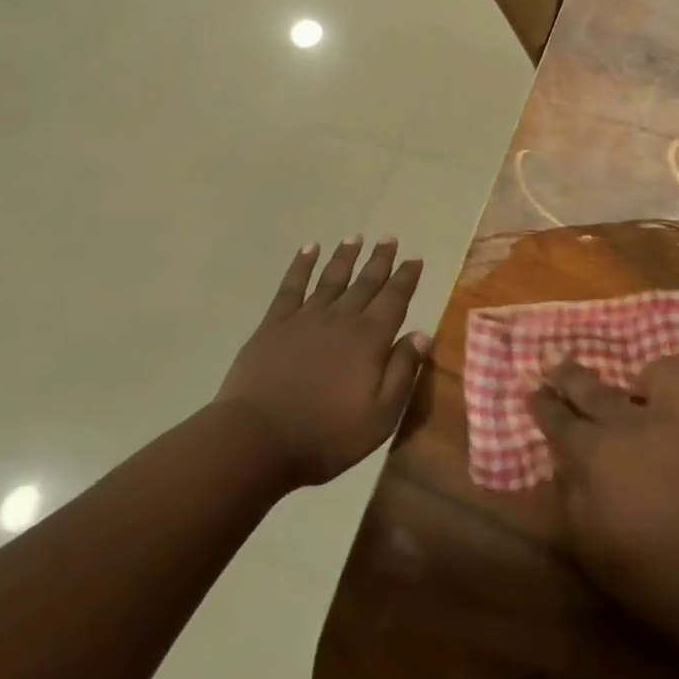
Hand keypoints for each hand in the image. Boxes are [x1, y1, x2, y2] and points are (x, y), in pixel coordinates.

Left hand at [214, 239, 428, 487]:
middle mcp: (341, 319)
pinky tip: (308, 249)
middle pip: (365, 283)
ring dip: (345, 256)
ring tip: (354, 237)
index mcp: (369, 339)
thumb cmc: (325, 435)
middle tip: (388, 238)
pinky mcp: (274, 325)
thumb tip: (422, 334)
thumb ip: (403, 372)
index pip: (394, 299)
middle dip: (379, 260)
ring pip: (331, 278)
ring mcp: (305, 319)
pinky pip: (292, 286)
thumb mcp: (380, 417)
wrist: (256, 441)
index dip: (406, 278)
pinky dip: (301, 265)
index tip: (414, 258)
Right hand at [530, 357, 678, 622]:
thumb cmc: (655, 576)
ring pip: (657, 372)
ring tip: (641, 386)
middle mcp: (631, 422)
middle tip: (554, 361)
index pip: (558, 419)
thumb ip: (570, 499)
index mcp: (594, 453)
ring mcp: (678, 415)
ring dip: (644, 379)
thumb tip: (563, 467)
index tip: (532, 390)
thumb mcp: (591, 550)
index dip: (542, 404)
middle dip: (569, 374)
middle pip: (592, 387)